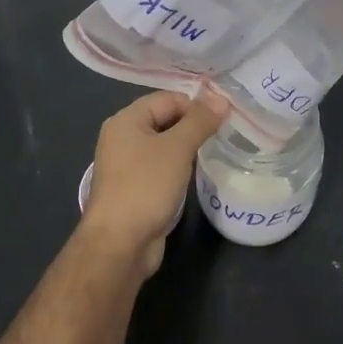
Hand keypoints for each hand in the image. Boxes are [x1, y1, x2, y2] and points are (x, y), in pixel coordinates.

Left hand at [81, 89, 229, 276]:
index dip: (196, 106)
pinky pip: (160, 166)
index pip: (168, 98)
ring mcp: (127, 165)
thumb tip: (222, 98)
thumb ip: (200, 121)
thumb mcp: (177, 148)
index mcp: (126, 120)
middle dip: (193, 125)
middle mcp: (122, 138)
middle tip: (223, 134)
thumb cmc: (146, 187)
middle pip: (165, 119)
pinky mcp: (134, 188)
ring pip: (164, 145)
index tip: (223, 119)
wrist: (119, 245)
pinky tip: (195, 174)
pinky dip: (178, 167)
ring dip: (187, 147)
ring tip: (214, 152)